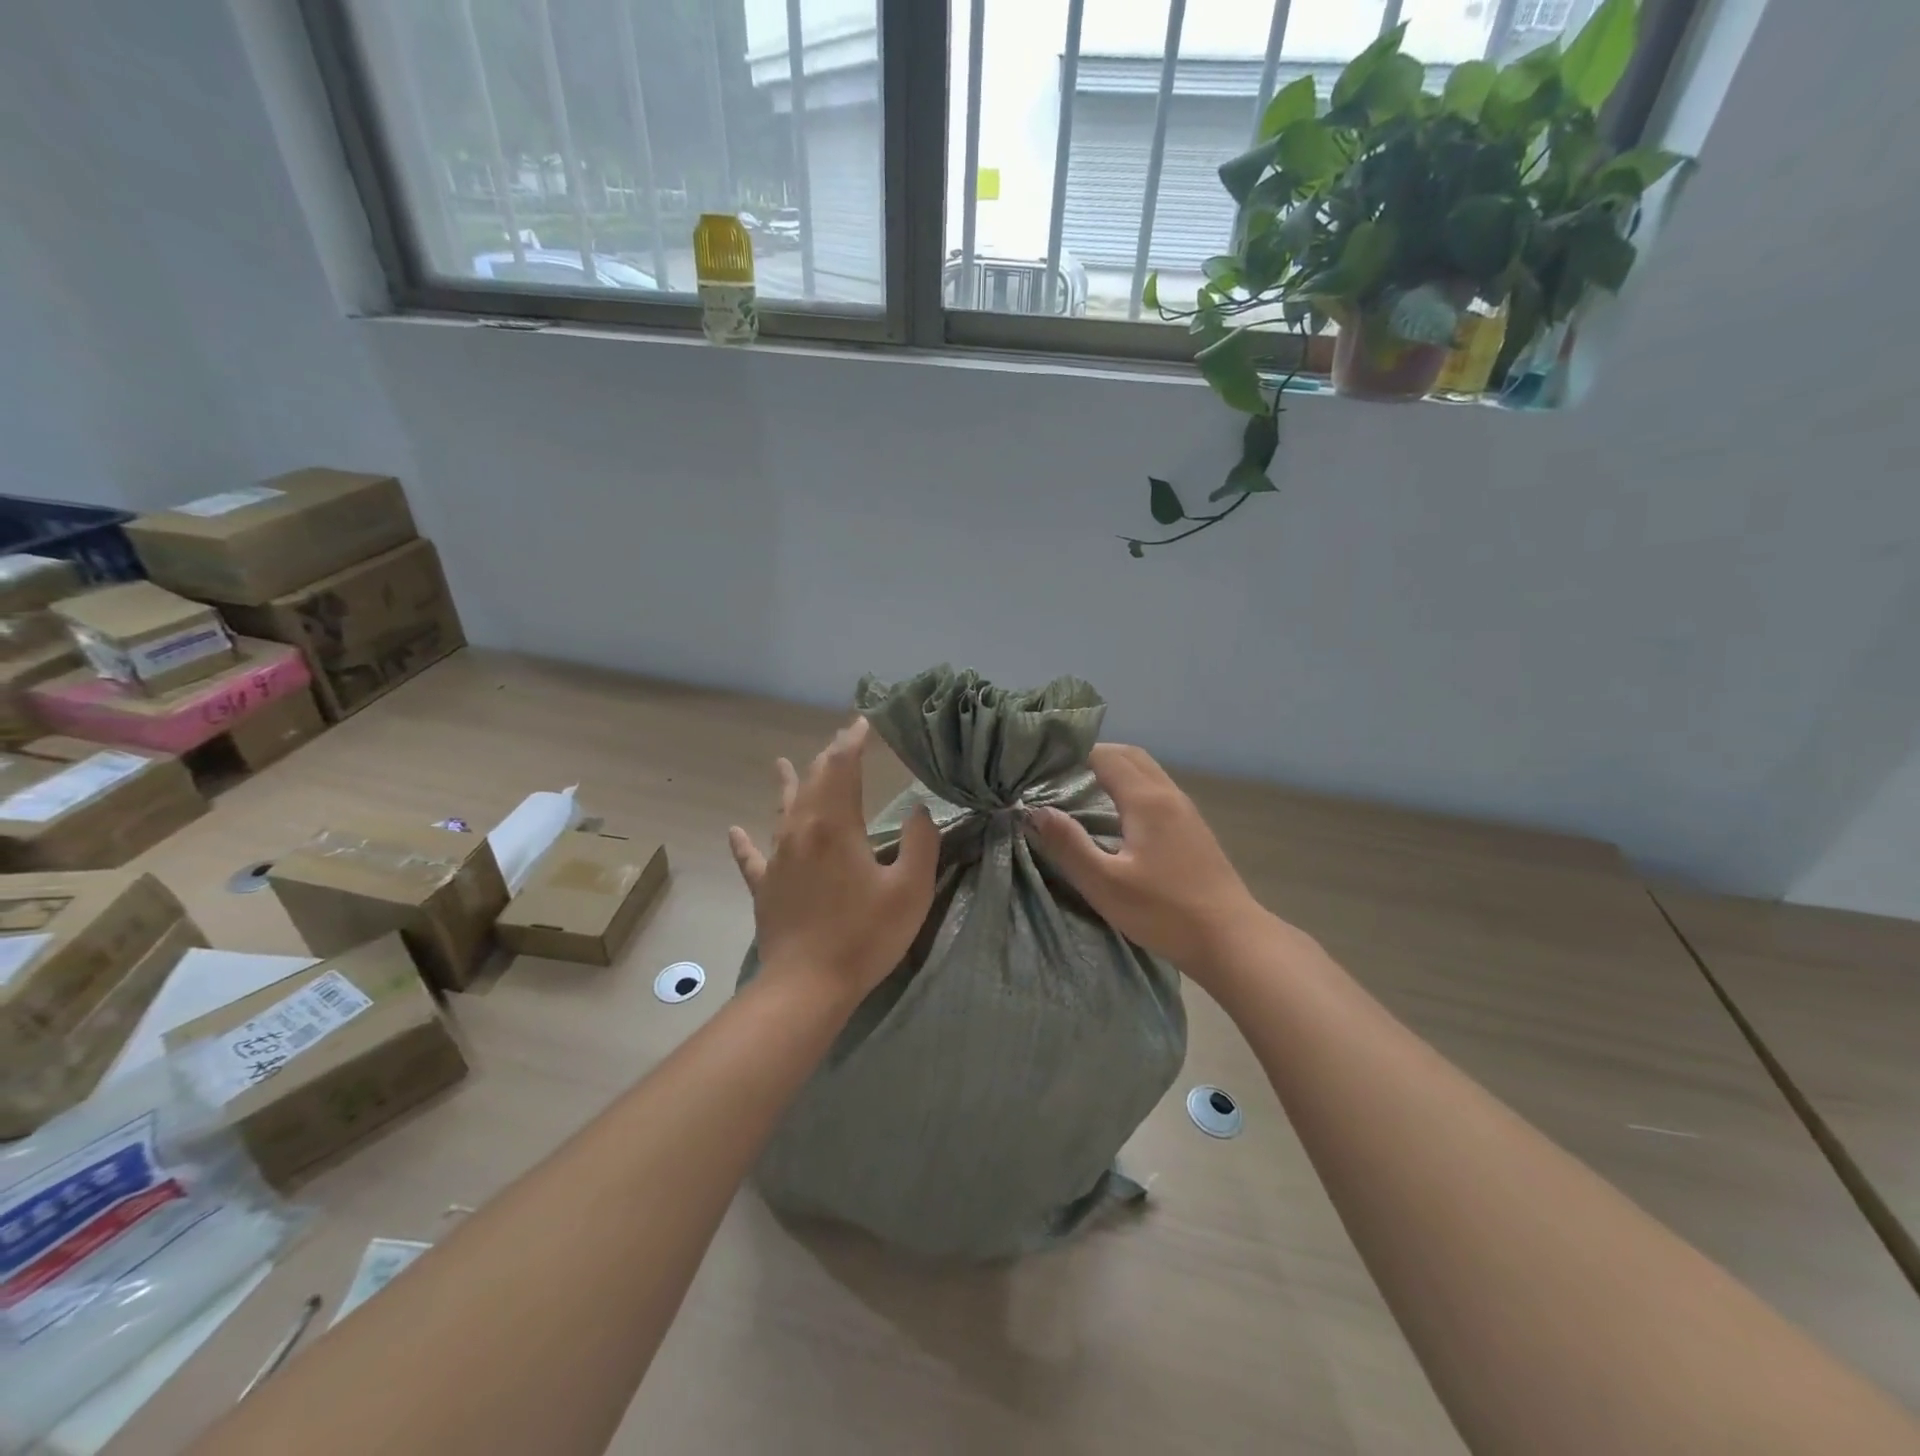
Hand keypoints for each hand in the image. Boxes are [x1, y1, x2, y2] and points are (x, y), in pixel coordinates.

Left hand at [728, 717, 938, 1002]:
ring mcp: (778, 859)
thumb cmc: (865, 936)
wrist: (808, 985)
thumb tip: (920, 810)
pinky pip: (752, 857)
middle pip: (813, 782)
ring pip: (782, 810)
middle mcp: (801, 831)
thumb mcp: (911, 889)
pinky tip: (734, 831)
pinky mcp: (765, 887)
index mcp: (836, 825)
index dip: (852, 741)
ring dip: (788, 784)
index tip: (863, 722)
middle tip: (841, 739)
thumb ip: (921, 843)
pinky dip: (745, 842)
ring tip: (781, 763)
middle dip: (828, 757)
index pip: (842, 768)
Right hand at [1026, 743, 1279, 983]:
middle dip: (1094, 755)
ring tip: (1082, 790)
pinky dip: (1132, 787)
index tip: (1044, 763)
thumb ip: (1068, 844)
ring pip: (1147, 772)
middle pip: (1130, 756)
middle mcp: (1168, 795)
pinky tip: (1117, 816)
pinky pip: (1157, 791)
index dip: (1074, 753)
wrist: (1231, 939)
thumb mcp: (1105, 883)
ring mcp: (1186, 811)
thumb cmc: (1164, 912)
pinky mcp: (1194, 830)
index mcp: (1146, 800)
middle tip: (1060, 773)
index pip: (1106, 756)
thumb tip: (1035, 811)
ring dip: (1115, 770)